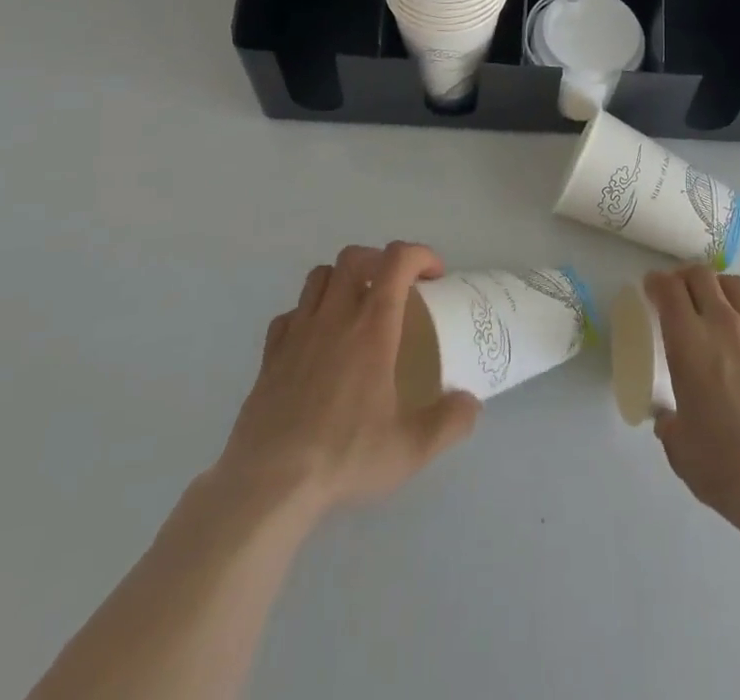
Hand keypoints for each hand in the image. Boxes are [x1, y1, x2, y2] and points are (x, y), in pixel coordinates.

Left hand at [213, 241, 479, 516]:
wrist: (268, 484)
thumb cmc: (344, 456)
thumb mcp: (411, 448)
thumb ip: (450, 421)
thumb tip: (471, 403)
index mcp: (372, 327)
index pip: (396, 261)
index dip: (420, 255)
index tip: (434, 277)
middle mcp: (334, 317)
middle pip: (354, 257)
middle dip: (379, 260)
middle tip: (396, 289)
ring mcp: (297, 333)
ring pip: (318, 277)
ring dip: (342, 280)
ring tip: (356, 308)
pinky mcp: (270, 355)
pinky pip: (290, 314)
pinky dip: (308, 314)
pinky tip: (317, 342)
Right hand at [646, 266, 739, 530]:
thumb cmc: (723, 465)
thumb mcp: (678, 446)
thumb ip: (669, 423)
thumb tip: (668, 417)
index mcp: (688, 342)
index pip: (669, 290)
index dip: (657, 282)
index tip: (652, 287)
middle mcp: (723, 324)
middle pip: (702, 277)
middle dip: (686, 277)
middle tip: (680, 290)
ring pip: (737, 286)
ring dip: (720, 286)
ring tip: (716, 300)